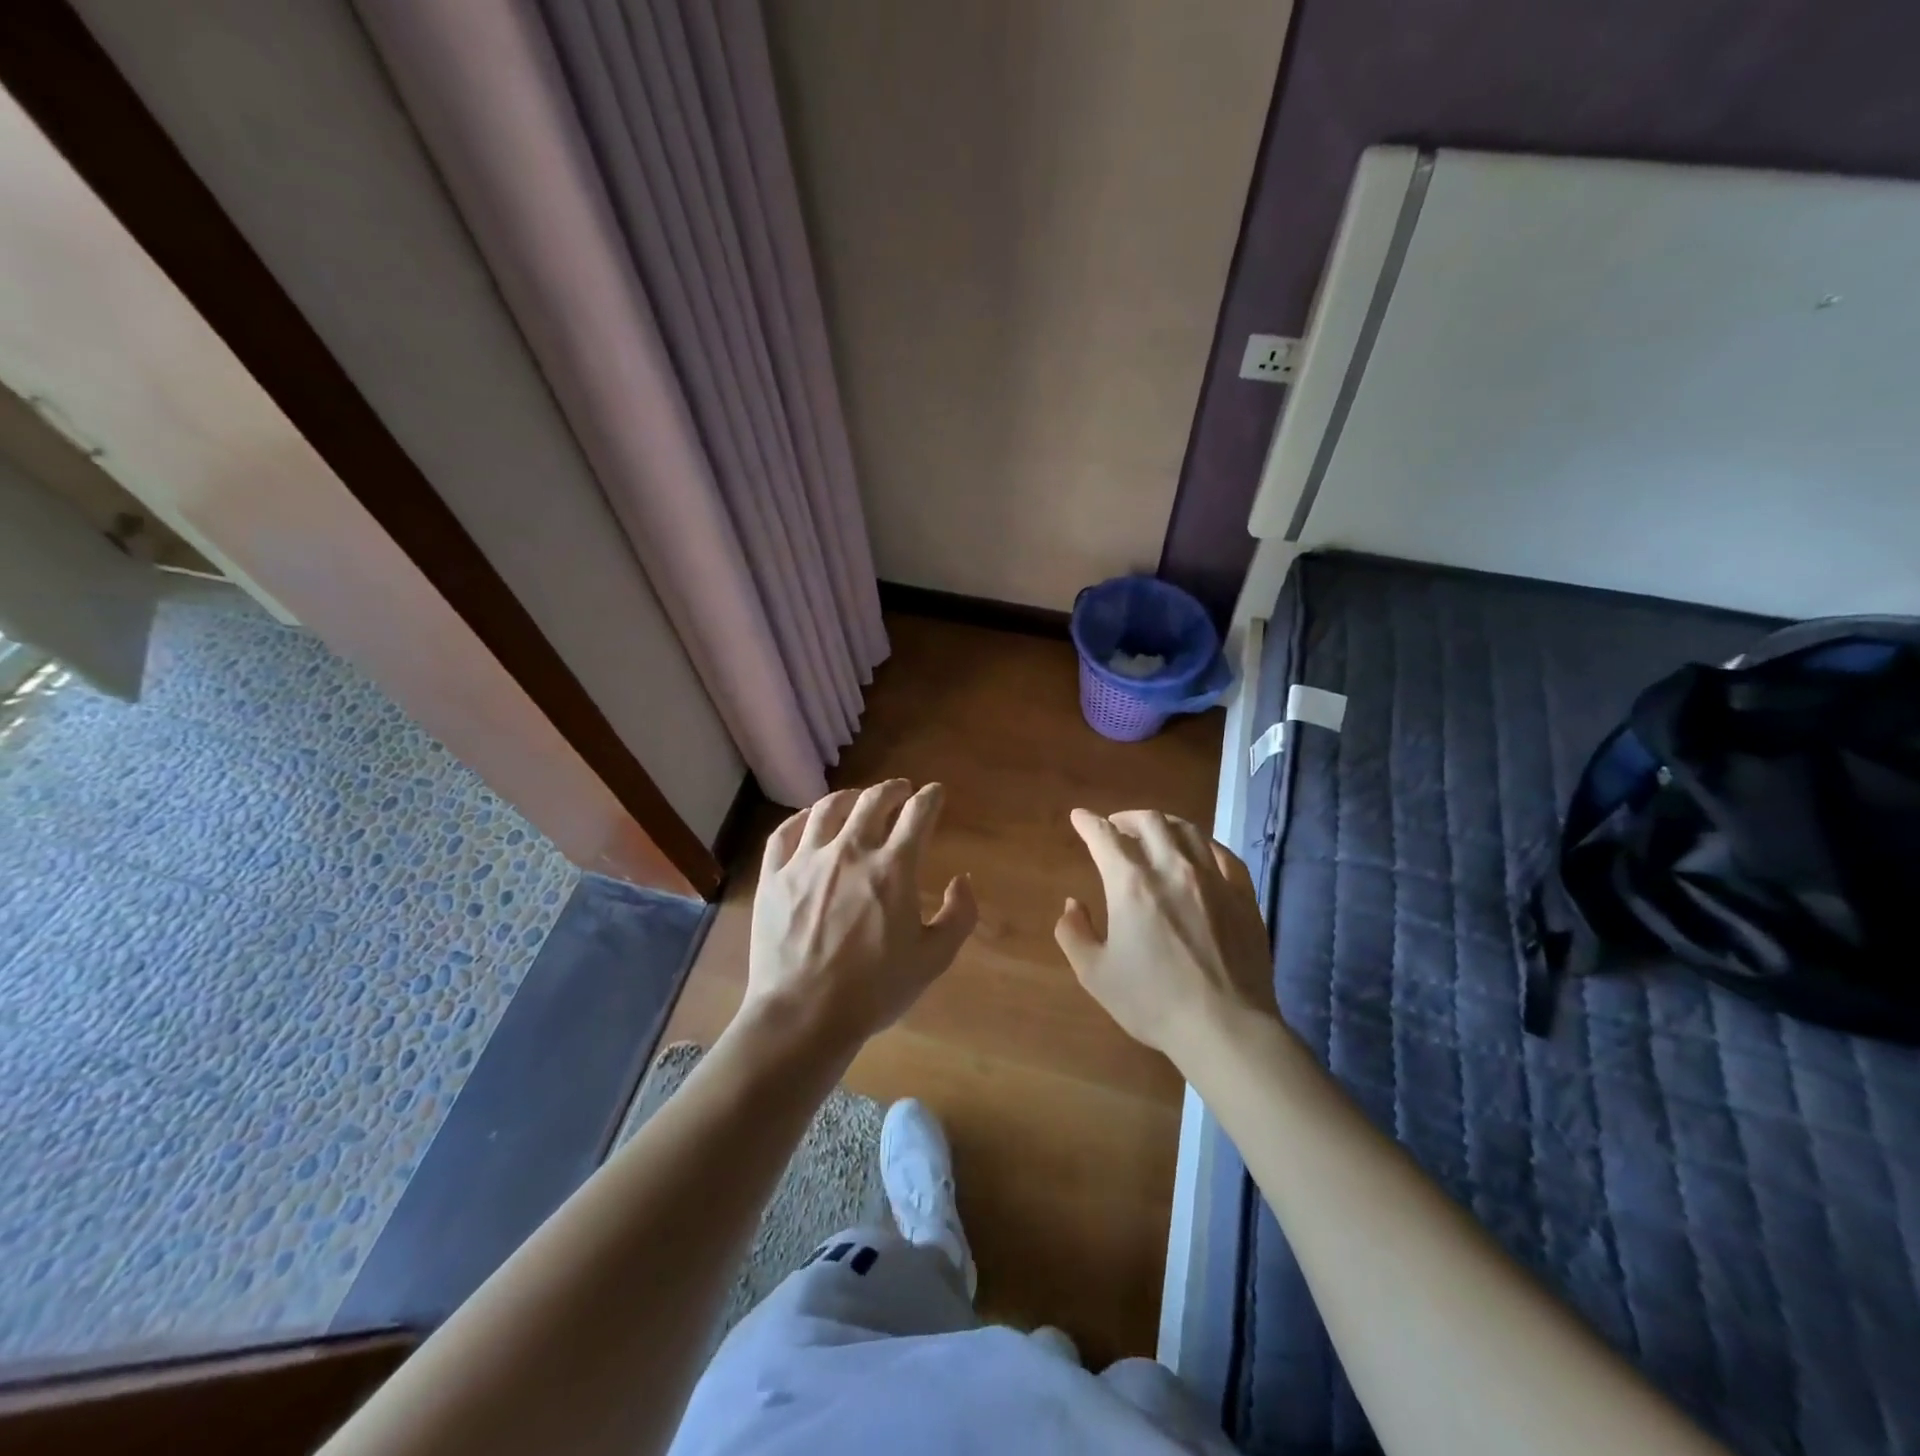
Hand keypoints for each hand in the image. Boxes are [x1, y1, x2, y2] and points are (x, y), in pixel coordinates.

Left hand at [742, 779, 977, 1057]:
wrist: (803, 1015)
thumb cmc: (874, 990)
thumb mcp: (934, 959)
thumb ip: (958, 915)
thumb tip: (961, 880)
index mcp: (893, 868)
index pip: (918, 814)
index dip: (930, 798)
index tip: (935, 793)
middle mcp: (850, 851)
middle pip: (873, 800)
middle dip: (893, 789)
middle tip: (900, 791)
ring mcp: (807, 860)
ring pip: (828, 808)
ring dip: (850, 797)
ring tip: (858, 799)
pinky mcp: (774, 876)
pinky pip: (785, 831)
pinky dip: (802, 818)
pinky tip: (810, 820)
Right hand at [1055, 808, 1278, 1065]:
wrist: (1225, 1027)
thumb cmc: (1153, 1001)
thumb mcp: (1095, 974)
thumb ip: (1074, 933)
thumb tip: (1072, 905)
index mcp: (1131, 884)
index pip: (1104, 836)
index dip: (1088, 822)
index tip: (1079, 817)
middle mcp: (1172, 868)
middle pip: (1149, 822)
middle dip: (1126, 817)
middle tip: (1116, 826)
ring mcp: (1213, 879)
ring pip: (1187, 830)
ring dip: (1164, 824)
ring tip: (1154, 832)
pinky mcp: (1242, 895)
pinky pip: (1222, 853)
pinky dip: (1202, 844)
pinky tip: (1198, 853)